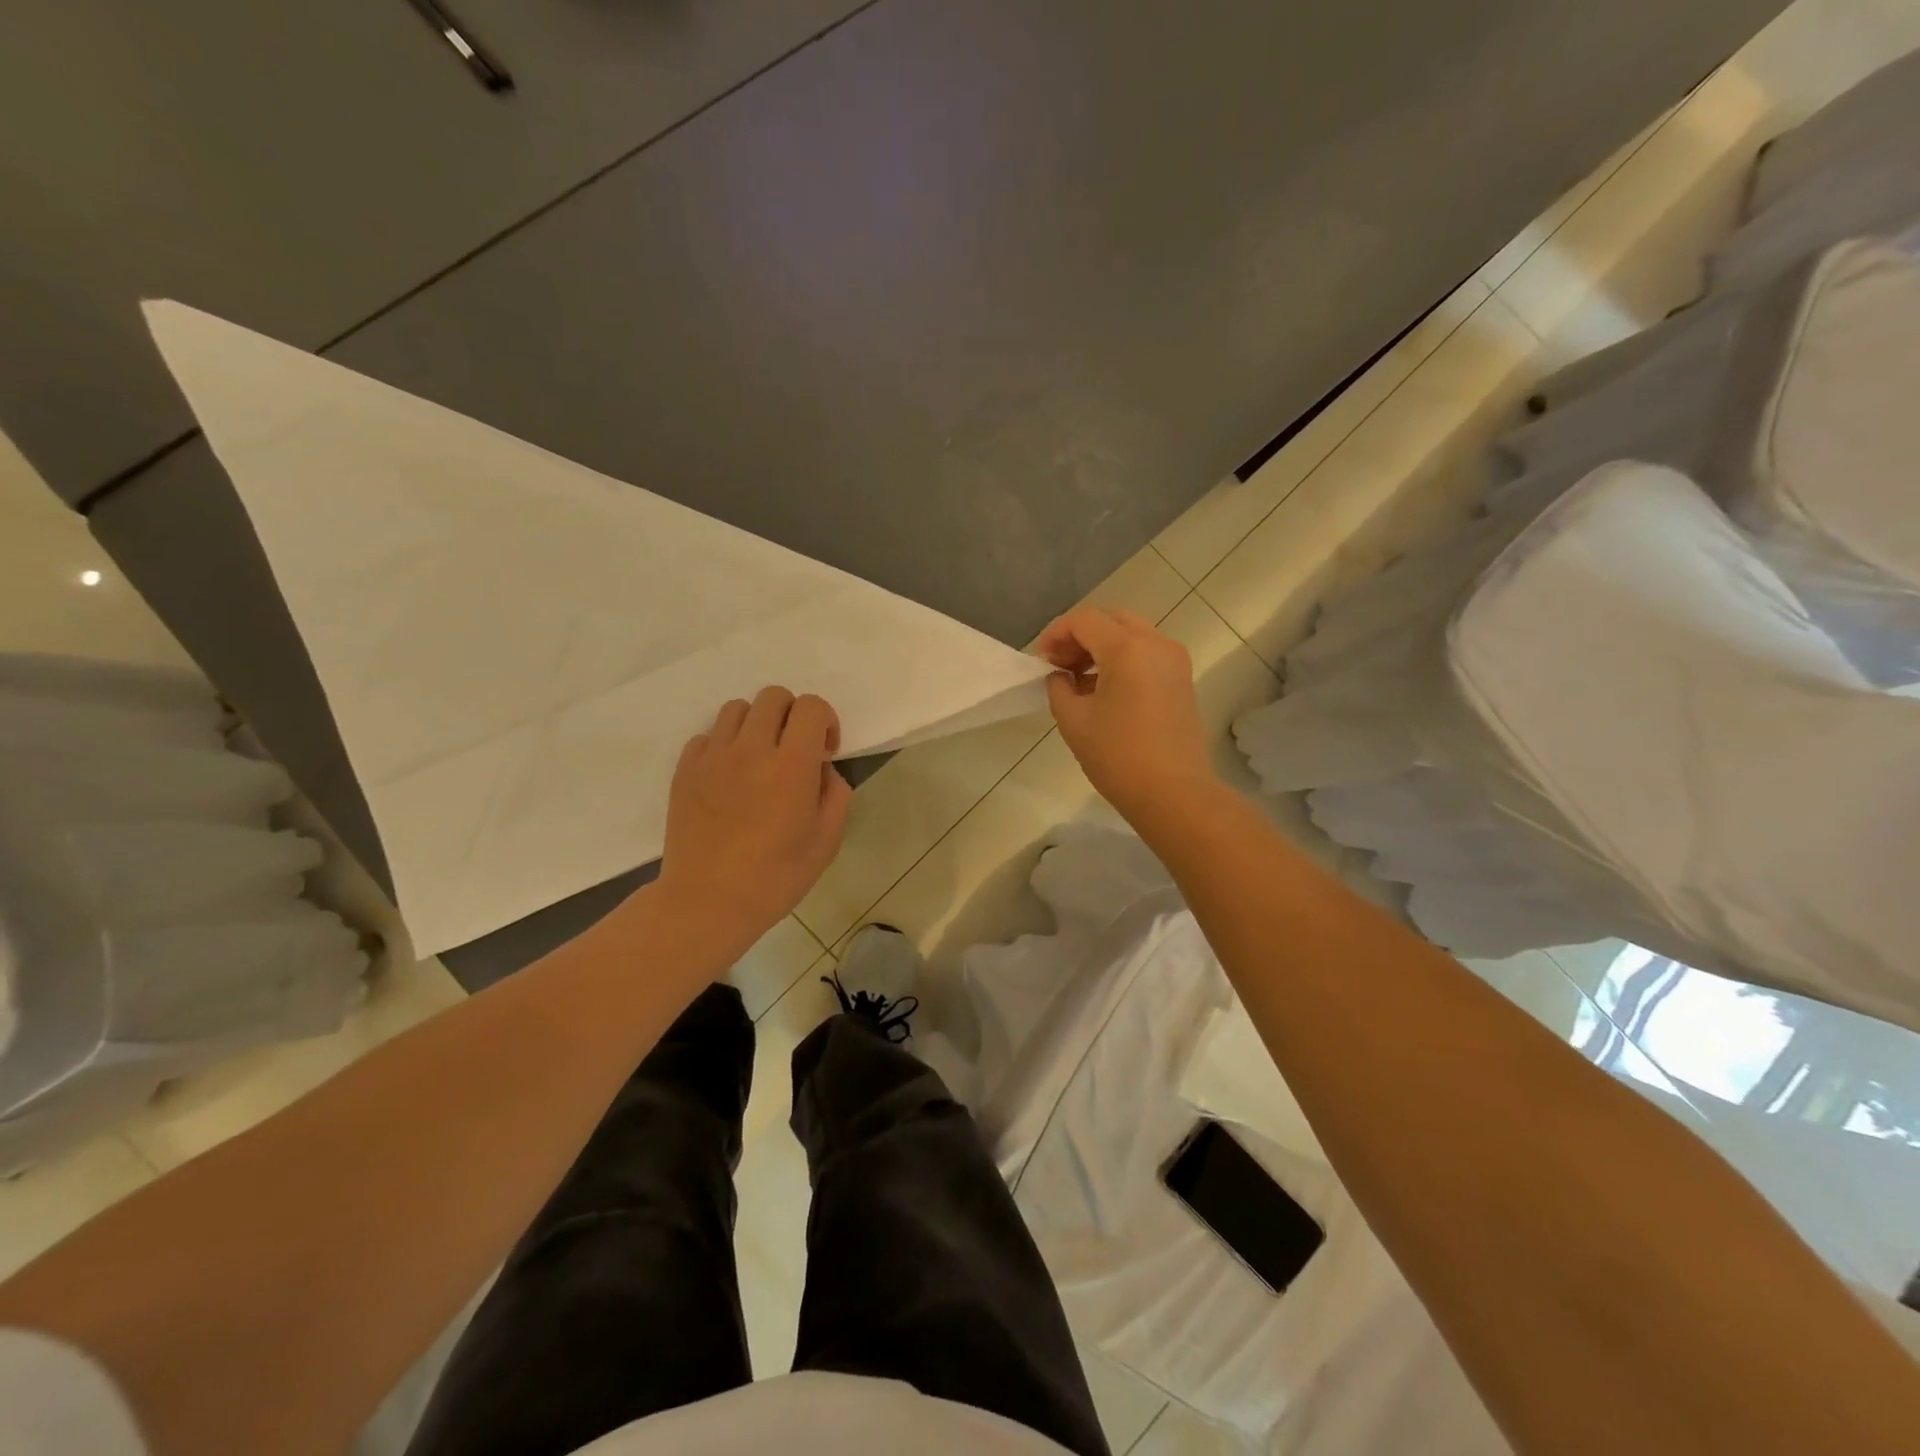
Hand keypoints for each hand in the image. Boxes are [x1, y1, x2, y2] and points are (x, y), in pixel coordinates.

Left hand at [658, 687, 851, 949]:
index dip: (825, 720)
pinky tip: (730, 776)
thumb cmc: (775, 877)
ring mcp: (713, 757)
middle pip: (773, 696)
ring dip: (757, 724)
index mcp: (791, 765)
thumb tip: (822, 769)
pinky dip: (724, 745)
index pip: (810, 706)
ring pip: (737, 709)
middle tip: (794, 750)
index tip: (825, 751)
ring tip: (760, 758)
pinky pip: (707, 735)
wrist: (707, 902)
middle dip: (792, 715)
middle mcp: (751, 749)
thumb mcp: (827, 841)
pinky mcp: (685, 770)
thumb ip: (835, 794)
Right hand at [1038, 607, 1217, 821]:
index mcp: (1127, 649)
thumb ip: (1058, 687)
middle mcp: (1156, 644)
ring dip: (1101, 647)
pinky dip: (1121, 659)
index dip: (1056, 633)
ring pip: (1131, 634)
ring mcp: (1174, 660)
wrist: (1174, 793)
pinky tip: (1102, 690)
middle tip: (1058, 664)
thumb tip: (1060, 676)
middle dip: (1080, 636)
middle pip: (1111, 620)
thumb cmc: (1118, 757)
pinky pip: (1146, 653)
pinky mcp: (1182, 679)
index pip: (1085, 620)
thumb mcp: (1073, 721)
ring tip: (1077, 680)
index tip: (1041, 659)